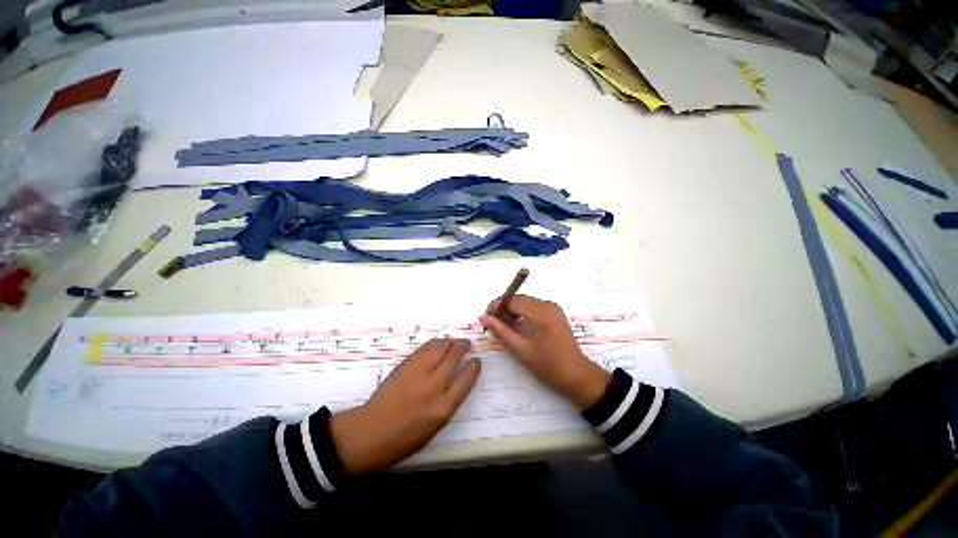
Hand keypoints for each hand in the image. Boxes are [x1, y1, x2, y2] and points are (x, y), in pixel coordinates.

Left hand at [329, 338, 479, 474]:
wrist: (369, 433)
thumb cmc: (404, 439)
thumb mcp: (434, 428)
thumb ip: (448, 403)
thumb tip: (456, 382)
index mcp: (442, 409)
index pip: (465, 381)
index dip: (473, 368)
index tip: (476, 361)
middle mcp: (432, 387)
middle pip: (453, 358)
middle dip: (462, 347)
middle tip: (466, 343)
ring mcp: (417, 374)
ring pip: (438, 348)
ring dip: (449, 341)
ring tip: (453, 340)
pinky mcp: (404, 366)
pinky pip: (423, 349)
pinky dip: (434, 343)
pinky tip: (437, 343)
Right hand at [480, 295, 609, 409]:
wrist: (577, 376)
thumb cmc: (548, 366)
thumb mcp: (520, 350)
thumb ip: (500, 331)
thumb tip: (483, 318)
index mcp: (540, 313)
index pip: (512, 300)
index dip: (496, 306)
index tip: (486, 318)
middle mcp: (547, 304)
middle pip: (518, 299)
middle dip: (503, 309)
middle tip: (492, 324)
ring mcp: (553, 308)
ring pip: (525, 302)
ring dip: (512, 311)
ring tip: (503, 327)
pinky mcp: (555, 313)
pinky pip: (533, 307)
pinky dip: (522, 313)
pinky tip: (517, 327)